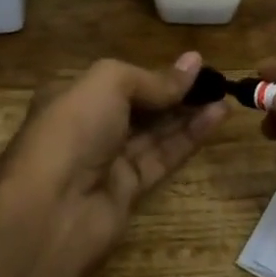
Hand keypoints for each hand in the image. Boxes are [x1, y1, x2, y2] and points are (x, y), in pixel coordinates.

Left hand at [0, 51, 227, 268]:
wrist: (51, 211)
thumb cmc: (73, 131)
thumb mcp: (108, 83)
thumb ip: (152, 78)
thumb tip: (192, 64)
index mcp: (72, 96)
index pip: (119, 80)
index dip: (154, 72)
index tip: (193, 65)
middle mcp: (88, 127)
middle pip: (139, 105)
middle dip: (174, 92)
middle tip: (215, 79)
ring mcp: (107, 160)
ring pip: (155, 132)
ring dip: (188, 113)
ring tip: (224, 95)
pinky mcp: (128, 190)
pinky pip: (163, 157)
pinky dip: (189, 137)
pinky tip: (217, 117)